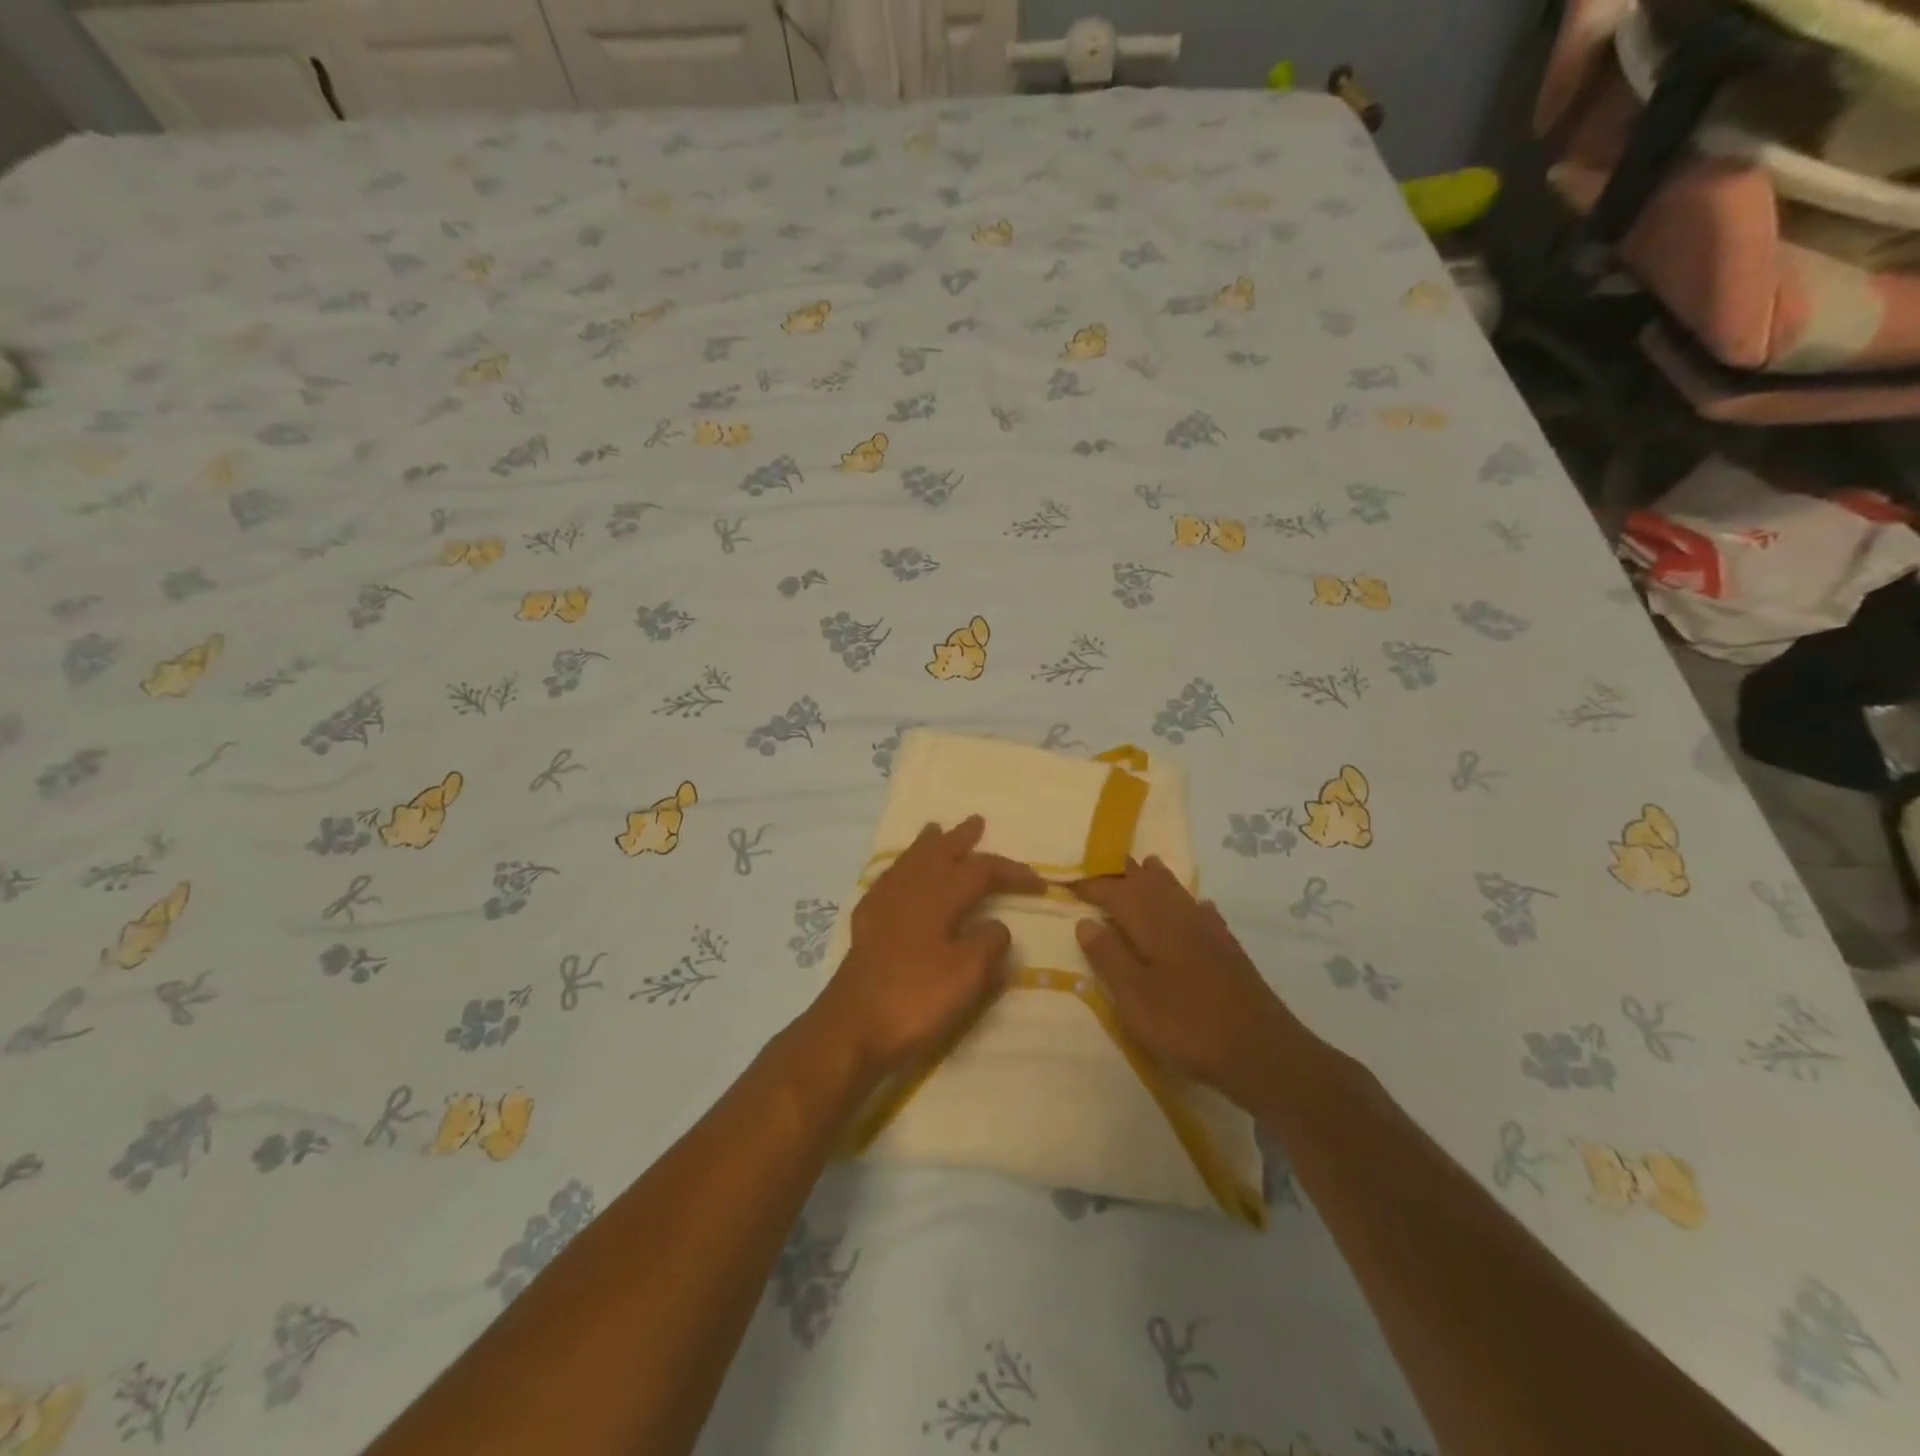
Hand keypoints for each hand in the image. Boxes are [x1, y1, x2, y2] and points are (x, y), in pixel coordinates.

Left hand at [813, 817, 1043, 1086]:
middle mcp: (909, 889)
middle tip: (976, 823)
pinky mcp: (867, 924)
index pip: (980, 871)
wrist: (852, 1027)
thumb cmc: (915, 998)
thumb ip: (988, 943)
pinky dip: (902, 869)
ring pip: (910, 862)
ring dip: (928, 846)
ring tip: (935, 831)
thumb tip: (996, 925)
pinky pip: (889, 880)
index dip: (1010, 872)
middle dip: (960, 839)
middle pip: (938, 853)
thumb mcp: (966, 974)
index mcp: (937, 895)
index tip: (1039, 882)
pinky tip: (900, 876)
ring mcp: (883, 904)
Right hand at [1072, 857, 1298, 1111]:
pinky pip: (1204, 914)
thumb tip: (1085, 921)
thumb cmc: (1188, 1025)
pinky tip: (1199, 908)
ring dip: (1159, 879)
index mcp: (1153, 925)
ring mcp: (1209, 933)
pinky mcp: (1229, 952)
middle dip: (1127, 872)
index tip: (1069, 882)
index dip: (1092, 885)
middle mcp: (1181, 918)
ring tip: (1147, 865)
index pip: (1116, 892)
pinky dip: (1192, 905)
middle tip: (1106, 863)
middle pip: (1151, 883)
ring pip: (1179, 893)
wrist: (1262, 1052)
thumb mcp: (1135, 997)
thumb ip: (1109, 957)